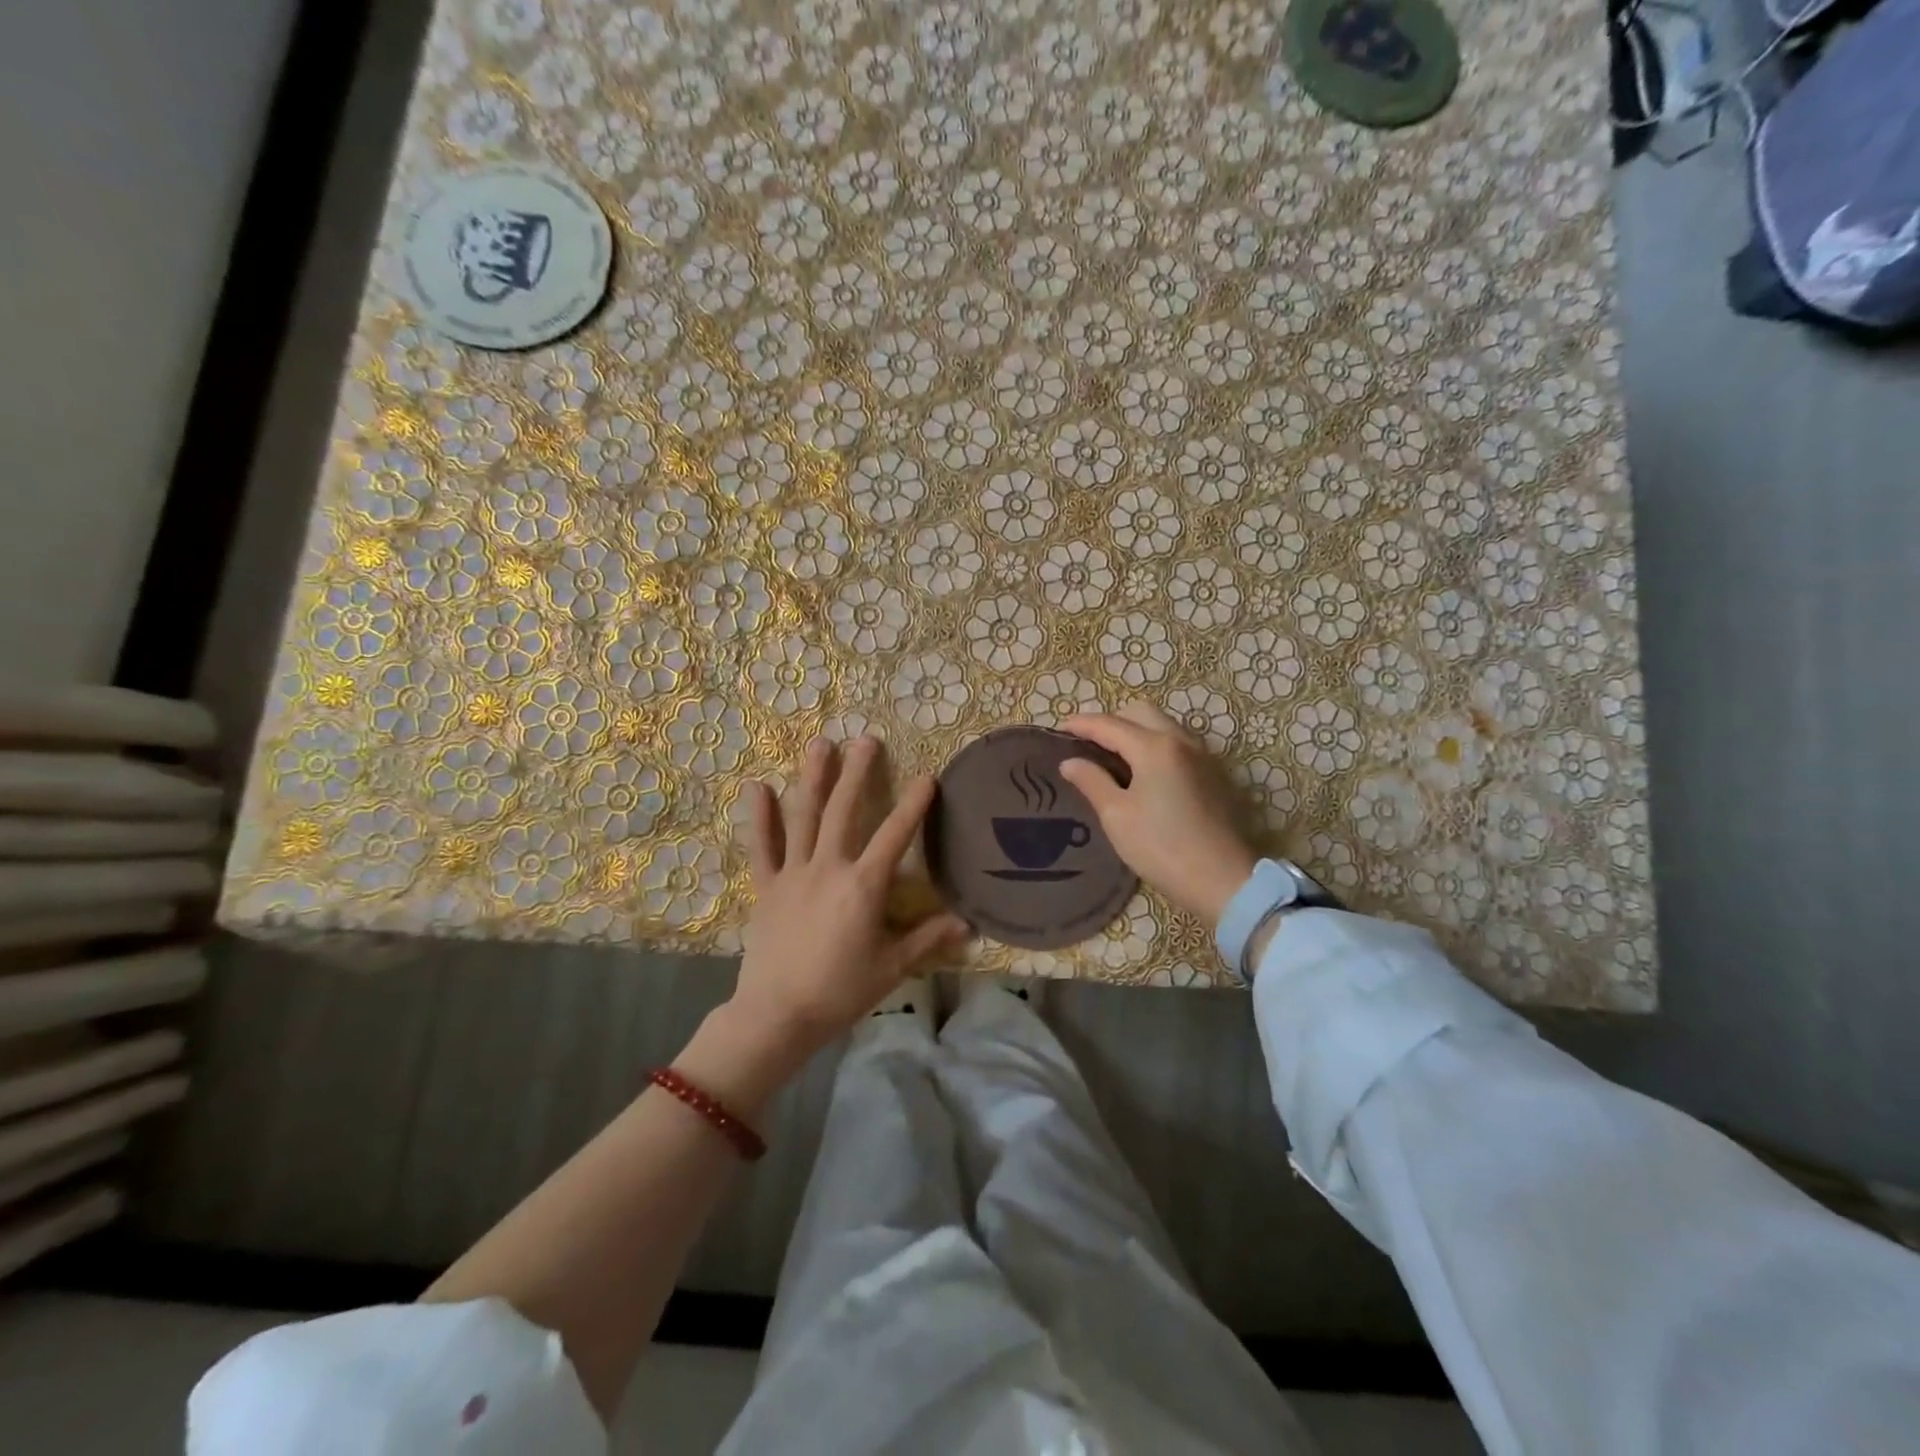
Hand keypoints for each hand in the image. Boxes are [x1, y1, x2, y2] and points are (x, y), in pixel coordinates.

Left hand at [728, 737, 966, 1063]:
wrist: (777, 1016)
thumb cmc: (840, 992)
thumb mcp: (891, 968)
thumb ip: (927, 939)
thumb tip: (968, 925)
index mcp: (862, 886)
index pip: (894, 836)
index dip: (913, 804)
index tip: (927, 775)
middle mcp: (828, 868)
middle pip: (844, 811)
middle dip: (857, 773)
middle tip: (866, 739)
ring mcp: (793, 873)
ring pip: (804, 817)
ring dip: (813, 779)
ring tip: (821, 744)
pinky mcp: (767, 886)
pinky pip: (762, 847)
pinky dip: (760, 817)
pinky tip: (757, 786)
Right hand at [1059, 702, 1258, 927]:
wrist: (1223, 880)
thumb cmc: (1161, 847)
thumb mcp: (1116, 816)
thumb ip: (1092, 781)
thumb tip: (1070, 761)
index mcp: (1154, 747)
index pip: (1109, 724)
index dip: (1080, 724)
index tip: (1058, 730)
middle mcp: (1181, 741)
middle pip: (1140, 713)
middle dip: (1111, 720)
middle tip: (1087, 743)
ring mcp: (1202, 755)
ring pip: (1162, 725)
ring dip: (1135, 730)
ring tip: (1112, 756)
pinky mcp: (1213, 774)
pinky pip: (1177, 743)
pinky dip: (1154, 745)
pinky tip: (1142, 772)